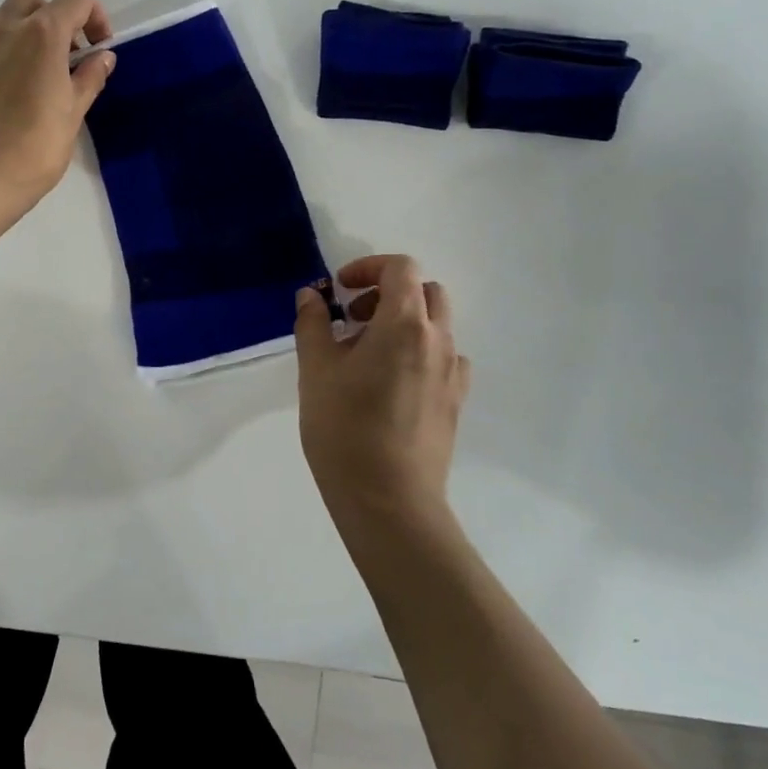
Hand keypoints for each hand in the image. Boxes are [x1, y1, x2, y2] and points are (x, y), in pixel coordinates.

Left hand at [0, 0, 114, 208]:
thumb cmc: (38, 145)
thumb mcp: (74, 112)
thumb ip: (90, 77)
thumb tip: (103, 57)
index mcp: (44, 34)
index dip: (94, 16)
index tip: (95, 48)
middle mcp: (6, 28)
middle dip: (50, 17)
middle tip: (59, 56)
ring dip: (13, 26)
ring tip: (22, 62)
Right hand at [294, 255, 471, 526]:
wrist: (389, 501)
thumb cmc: (345, 429)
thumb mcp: (315, 370)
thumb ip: (313, 323)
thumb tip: (311, 295)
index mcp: (405, 324)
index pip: (401, 268)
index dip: (368, 267)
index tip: (340, 290)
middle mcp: (438, 340)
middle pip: (425, 291)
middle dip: (387, 292)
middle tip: (352, 318)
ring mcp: (453, 372)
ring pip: (436, 325)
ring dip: (403, 321)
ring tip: (366, 354)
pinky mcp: (455, 401)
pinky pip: (443, 357)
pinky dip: (418, 351)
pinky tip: (391, 382)